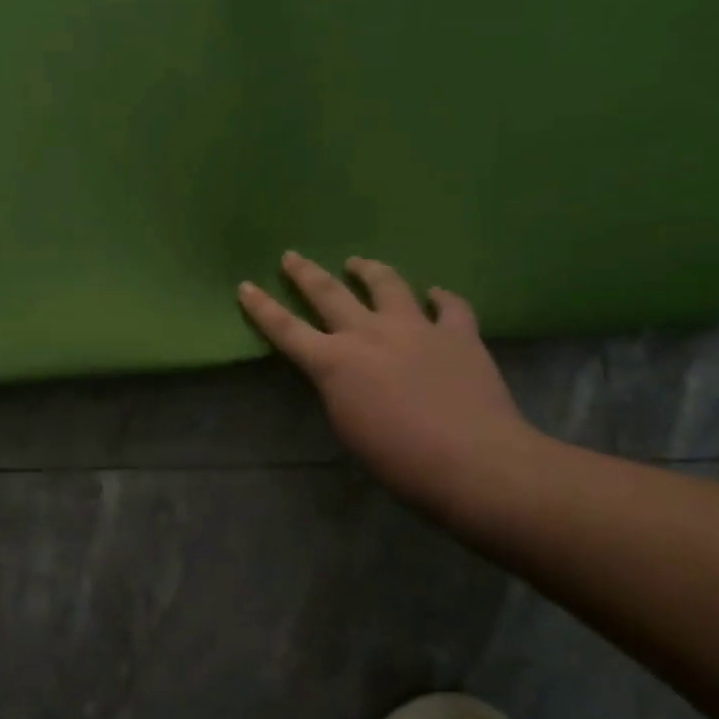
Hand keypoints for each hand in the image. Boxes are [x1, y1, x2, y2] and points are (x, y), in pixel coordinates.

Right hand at [239, 253, 541, 513]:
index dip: (261, 307)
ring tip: (358, 263)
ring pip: (387, 285)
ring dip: (368, 270)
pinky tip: (436, 294)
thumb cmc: (398, 458)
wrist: (472, 461)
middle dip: (305, 273)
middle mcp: (369, 333)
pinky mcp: (458, 334)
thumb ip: (338, 389)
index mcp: (334, 362)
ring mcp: (416, 328)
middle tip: (291, 256)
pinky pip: (450, 306)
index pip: (285, 328)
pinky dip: (441, 298)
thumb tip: (343, 373)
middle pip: (328, 293)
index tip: (245, 286)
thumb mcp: (347, 426)